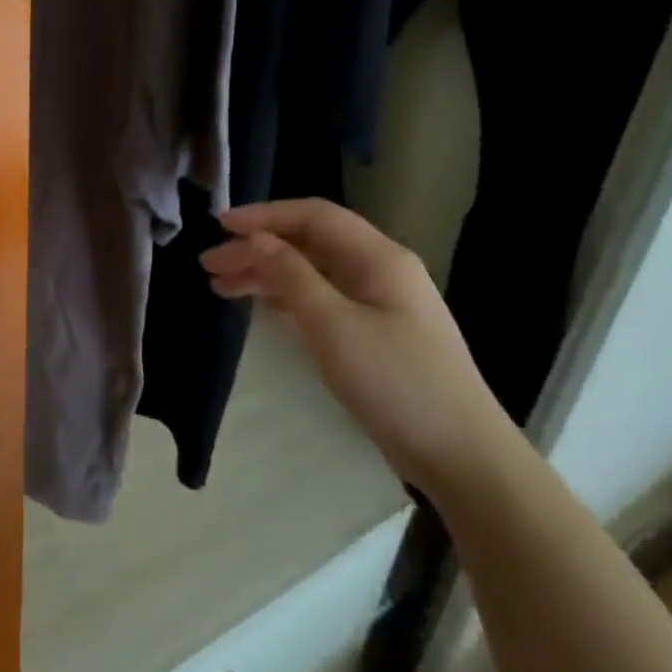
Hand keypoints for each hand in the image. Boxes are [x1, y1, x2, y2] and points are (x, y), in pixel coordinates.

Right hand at [200, 198, 516, 496]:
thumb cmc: (395, 382)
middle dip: (257, 247)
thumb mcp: (333, 325)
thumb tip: (255, 239)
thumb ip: (290, 276)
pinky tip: (261, 306)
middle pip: (309, 242)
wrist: (461, 455)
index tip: (219, 226)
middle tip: (210, 265)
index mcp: (378, 258)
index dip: (264, 216)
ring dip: (267, 273)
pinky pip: (321, 297)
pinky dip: (286, 296)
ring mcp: (380, 302)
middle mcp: (380, 270)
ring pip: (312, 271)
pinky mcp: (375, 332)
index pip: (313, 216)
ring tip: (222, 287)